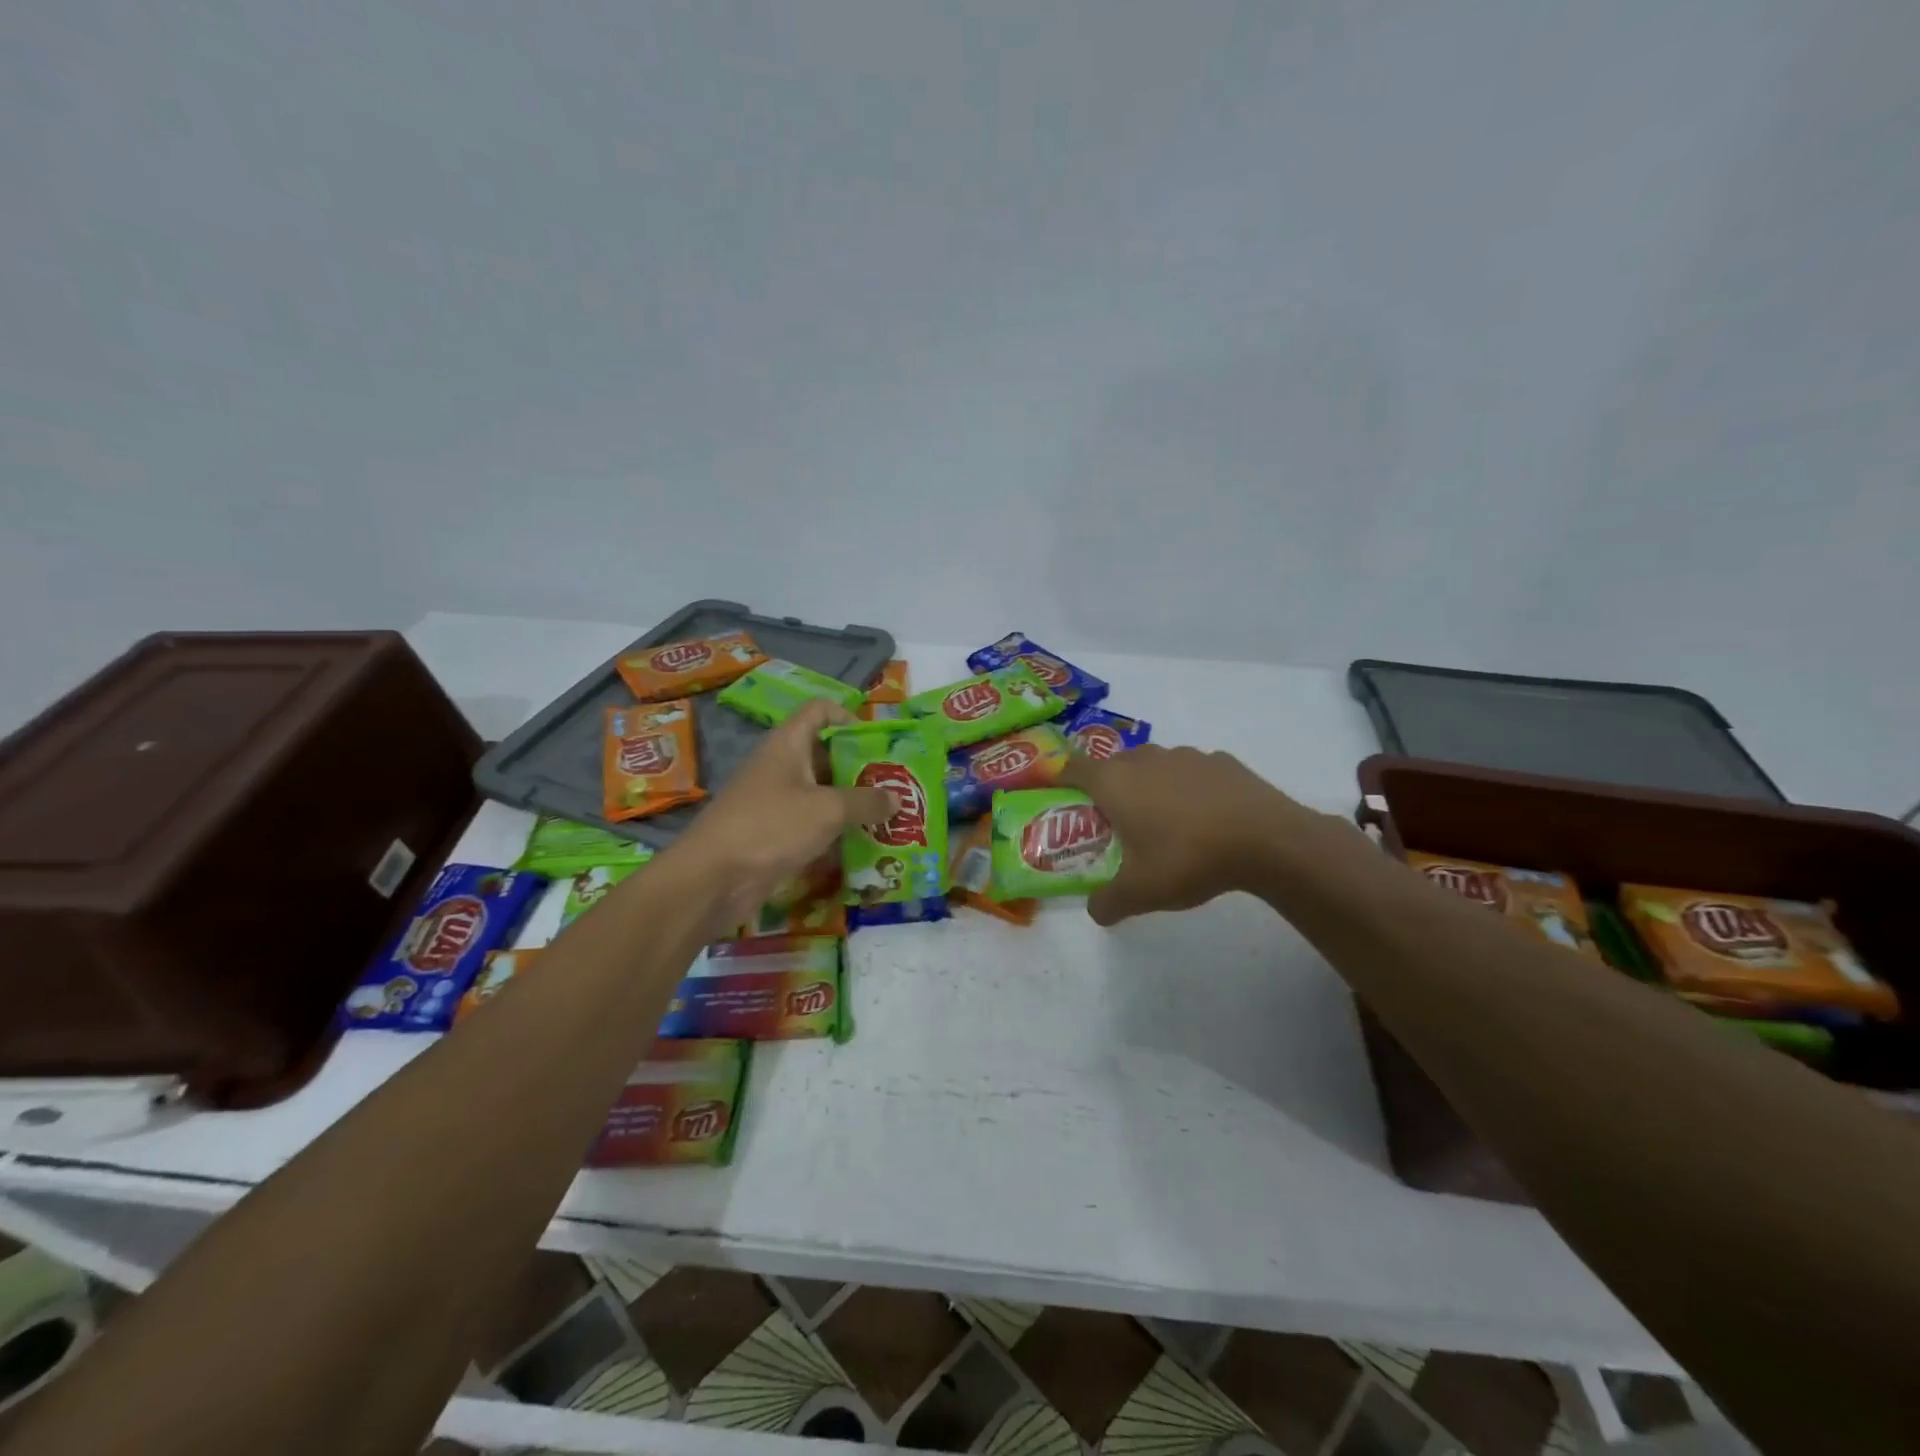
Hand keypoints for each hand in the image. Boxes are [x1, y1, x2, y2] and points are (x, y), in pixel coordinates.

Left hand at [671, 700, 893, 929]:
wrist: (712, 879)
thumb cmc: (771, 827)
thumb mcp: (828, 810)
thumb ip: (866, 802)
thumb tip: (897, 798)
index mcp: (788, 744)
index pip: (820, 711)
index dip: (849, 717)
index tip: (877, 743)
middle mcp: (780, 767)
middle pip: (825, 755)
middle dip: (860, 769)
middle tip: (895, 785)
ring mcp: (774, 802)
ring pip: (819, 793)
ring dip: (850, 804)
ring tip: (887, 817)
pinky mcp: (772, 835)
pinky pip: (810, 824)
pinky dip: (833, 832)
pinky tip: (861, 846)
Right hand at [1059, 744, 1301, 925]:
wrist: (1267, 839)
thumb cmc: (1188, 858)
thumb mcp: (1141, 892)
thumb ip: (1109, 902)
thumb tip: (1095, 911)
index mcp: (1115, 782)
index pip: (1073, 767)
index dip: (1062, 780)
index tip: (1063, 800)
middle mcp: (1144, 759)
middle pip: (1113, 765)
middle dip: (1108, 788)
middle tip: (1114, 822)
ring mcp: (1185, 755)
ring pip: (1153, 765)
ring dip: (1148, 785)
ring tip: (1162, 821)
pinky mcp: (1220, 760)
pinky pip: (1190, 771)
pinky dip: (1187, 788)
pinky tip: (1204, 817)